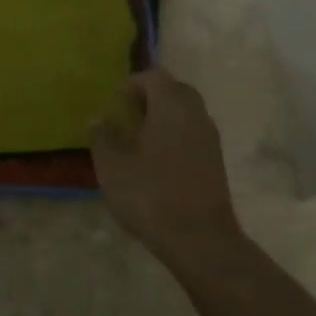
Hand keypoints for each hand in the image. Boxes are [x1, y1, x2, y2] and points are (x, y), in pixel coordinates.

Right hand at [91, 69, 243, 270]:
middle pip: (174, 91)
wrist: (201, 239)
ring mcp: (210, 138)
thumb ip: (103, 137)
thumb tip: (99, 119)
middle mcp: (195, 113)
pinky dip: (176, 138)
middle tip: (128, 118)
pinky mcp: (216, 162)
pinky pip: (193, 135)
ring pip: (186, 114)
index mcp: (171, 104)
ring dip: (164, 119)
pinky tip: (158, 164)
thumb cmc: (151, 194)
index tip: (115, 104)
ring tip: (140, 143)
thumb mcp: (113, 166)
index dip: (132, 84)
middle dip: (150, 99)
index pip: (154, 76)